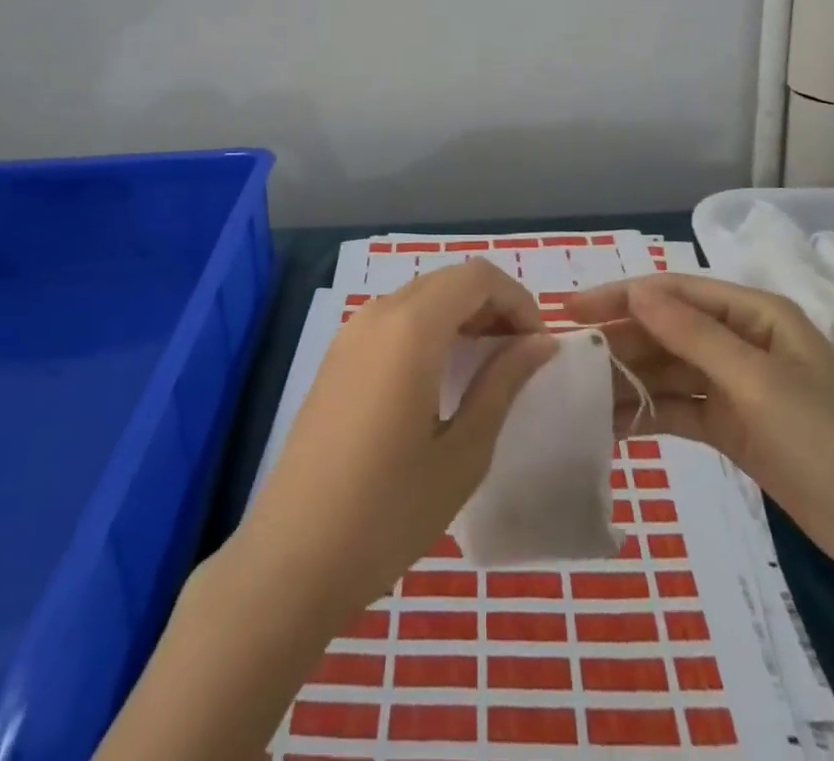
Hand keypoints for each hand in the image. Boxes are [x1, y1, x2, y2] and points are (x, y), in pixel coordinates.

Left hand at [238, 259, 556, 622]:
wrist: (292, 558)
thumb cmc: (388, 513)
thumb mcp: (463, 453)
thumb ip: (503, 384)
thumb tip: (541, 341)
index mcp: (411, 328)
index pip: (477, 276)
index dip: (518, 300)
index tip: (538, 346)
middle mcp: (378, 314)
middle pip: (448, 279)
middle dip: (492, 304)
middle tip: (519, 356)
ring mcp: (350, 333)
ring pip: (420, 296)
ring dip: (461, 314)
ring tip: (487, 366)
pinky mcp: (336, 356)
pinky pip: (394, 319)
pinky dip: (429, 328)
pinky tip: (441, 378)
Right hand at [567, 273, 833, 604]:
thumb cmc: (832, 442)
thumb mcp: (760, 383)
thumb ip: (694, 336)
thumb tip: (636, 290)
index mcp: (755, 314)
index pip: (675, 292)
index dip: (622, 296)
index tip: (571, 308)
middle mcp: (743, 341)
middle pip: (668, 329)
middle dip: (620, 340)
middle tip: (566, 356)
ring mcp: (739, 386)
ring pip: (670, 370)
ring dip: (630, 379)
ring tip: (580, 393)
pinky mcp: (735, 427)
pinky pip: (682, 409)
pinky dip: (650, 413)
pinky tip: (613, 423)